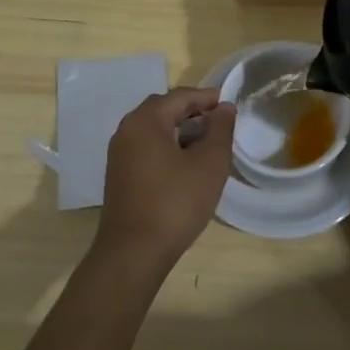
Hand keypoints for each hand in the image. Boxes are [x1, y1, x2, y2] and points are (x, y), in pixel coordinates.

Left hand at [93, 87, 235, 273]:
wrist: (133, 253)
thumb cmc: (175, 202)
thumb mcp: (209, 163)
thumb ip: (220, 129)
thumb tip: (224, 108)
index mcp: (145, 121)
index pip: (180, 96)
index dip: (207, 97)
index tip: (230, 105)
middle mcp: (127, 131)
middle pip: (164, 110)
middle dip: (193, 112)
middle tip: (219, 123)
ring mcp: (119, 155)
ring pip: (155, 131)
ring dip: (181, 131)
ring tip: (208, 145)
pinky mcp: (120, 177)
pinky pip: (147, 149)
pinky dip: (168, 148)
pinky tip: (187, 166)